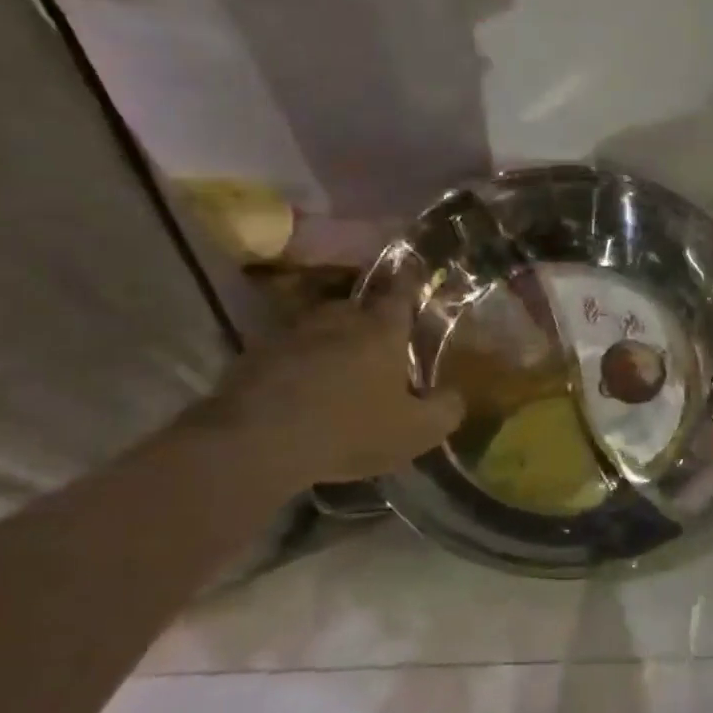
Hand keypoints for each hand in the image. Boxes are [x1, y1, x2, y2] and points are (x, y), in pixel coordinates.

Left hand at [188, 293, 463, 495]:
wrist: (258, 440)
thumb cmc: (349, 429)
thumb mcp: (415, 432)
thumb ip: (445, 410)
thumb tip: (456, 396)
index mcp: (382, 330)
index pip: (402, 293)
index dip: (411, 282)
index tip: (414, 272)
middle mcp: (340, 319)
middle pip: (360, 308)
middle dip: (370, 319)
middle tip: (378, 341)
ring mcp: (294, 332)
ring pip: (321, 327)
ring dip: (331, 340)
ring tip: (336, 367)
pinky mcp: (257, 353)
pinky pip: (288, 351)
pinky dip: (298, 363)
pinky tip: (299, 390)